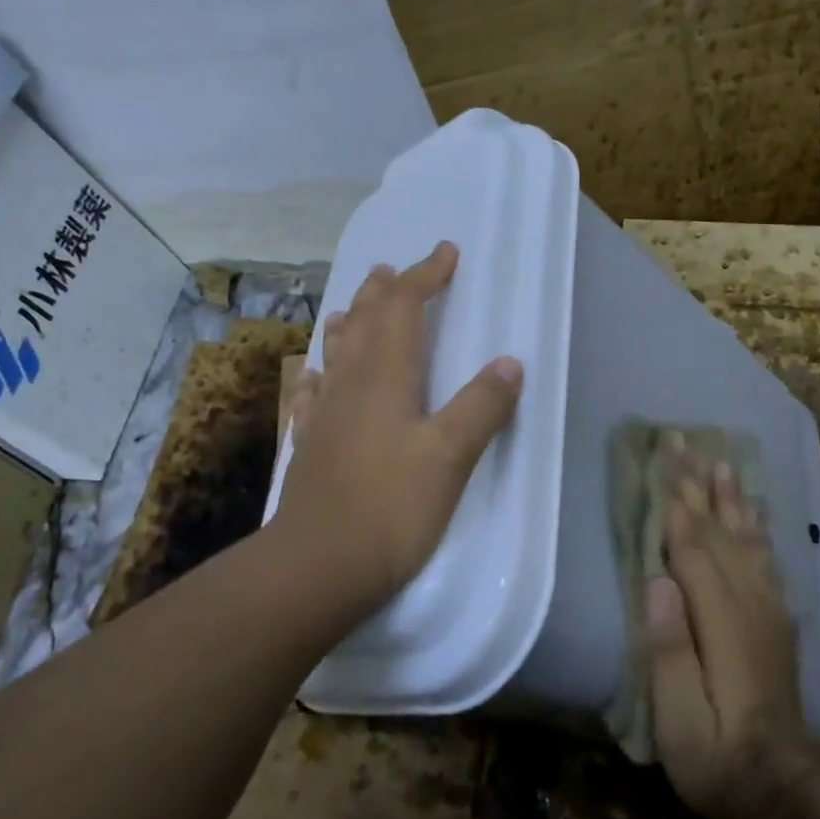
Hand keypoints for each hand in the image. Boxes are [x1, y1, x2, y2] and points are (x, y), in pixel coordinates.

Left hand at [275, 241, 523, 610]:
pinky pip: (313, 393)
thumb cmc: (390, 507)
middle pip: (363, 321)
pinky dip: (320, 373)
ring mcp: (324, 414)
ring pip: (335, 352)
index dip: (424, 276)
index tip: (446, 254)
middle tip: (393, 270)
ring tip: (352, 307)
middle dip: (383, 292)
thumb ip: (481, 406)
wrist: (317, 565)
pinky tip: (315, 377)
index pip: (403, 307)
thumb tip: (509, 362)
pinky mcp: (310, 444)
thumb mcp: (450, 456)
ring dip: (349, 323)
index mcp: (385, 376)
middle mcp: (350, 383)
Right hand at [646, 449, 819, 818]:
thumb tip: (656, 580)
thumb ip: (667, 649)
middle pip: (719, 531)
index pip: (692, 546)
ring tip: (722, 462)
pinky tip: (754, 514)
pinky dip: (757, 528)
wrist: (781, 792)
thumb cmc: (715, 756)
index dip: (675, 501)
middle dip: (699, 484)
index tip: (663, 458)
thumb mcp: (678, 718)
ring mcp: (769, 611)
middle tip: (685, 441)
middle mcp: (750, 603)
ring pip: (746, 539)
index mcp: (721, 619)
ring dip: (731, 497)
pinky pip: (766, 560)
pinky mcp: (777, 622)